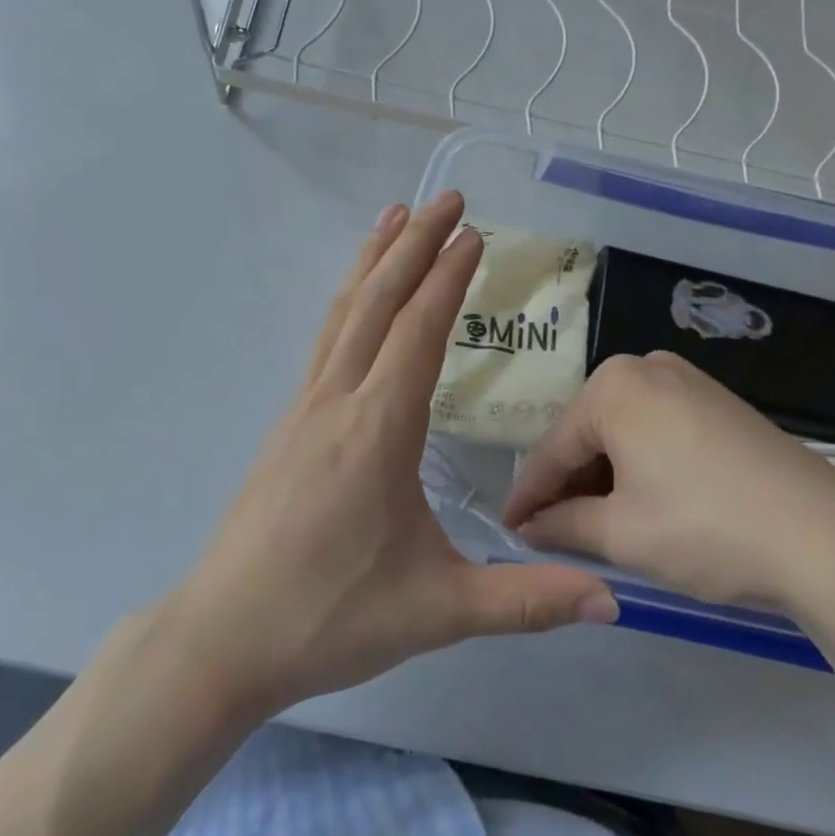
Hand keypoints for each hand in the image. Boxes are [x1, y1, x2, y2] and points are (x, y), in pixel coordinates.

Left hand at [162, 190, 617, 719]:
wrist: (222, 637)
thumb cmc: (330, 617)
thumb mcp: (438, 610)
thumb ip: (526, 600)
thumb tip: (612, 599)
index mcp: (378, 428)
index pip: (420, 330)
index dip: (449, 276)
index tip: (474, 233)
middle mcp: (338, 399)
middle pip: (379, 301)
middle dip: (415, 244)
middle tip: (447, 198)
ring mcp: (305, 407)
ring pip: (343, 312)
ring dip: (373, 259)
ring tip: (395, 216)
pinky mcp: (288, 423)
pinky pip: (325, 339)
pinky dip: (348, 299)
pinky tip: (357, 298)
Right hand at [503, 351, 834, 614]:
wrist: (826, 539)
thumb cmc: (705, 528)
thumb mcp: (621, 534)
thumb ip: (562, 526)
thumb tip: (529, 528)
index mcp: (614, 386)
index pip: (553, 448)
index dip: (528, 496)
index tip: (508, 529)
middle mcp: (647, 368)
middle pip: (589, 434)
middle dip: (570, 484)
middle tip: (554, 532)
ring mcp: (689, 381)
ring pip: (625, 432)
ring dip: (607, 477)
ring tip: (598, 525)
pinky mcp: (720, 403)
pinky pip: (660, 430)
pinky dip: (643, 465)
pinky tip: (645, 502)